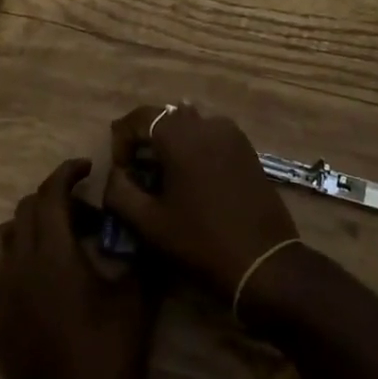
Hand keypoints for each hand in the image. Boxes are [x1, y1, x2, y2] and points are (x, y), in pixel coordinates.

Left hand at [0, 159, 158, 378]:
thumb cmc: (110, 356)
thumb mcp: (138, 297)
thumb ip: (139, 252)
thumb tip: (143, 223)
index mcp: (55, 252)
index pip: (51, 193)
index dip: (67, 173)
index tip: (87, 170)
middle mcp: (18, 266)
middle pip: (24, 211)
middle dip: (53, 203)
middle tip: (84, 219)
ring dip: (17, 232)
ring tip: (44, 243)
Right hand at [103, 105, 298, 301]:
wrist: (262, 261)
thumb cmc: (200, 241)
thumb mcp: (149, 223)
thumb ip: (120, 191)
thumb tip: (115, 174)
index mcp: (180, 135)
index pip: (140, 117)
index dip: (121, 139)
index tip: (120, 171)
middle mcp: (207, 123)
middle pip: (166, 117)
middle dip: (146, 139)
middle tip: (137, 173)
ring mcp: (231, 133)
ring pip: (190, 125)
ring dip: (171, 143)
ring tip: (164, 177)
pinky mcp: (247, 148)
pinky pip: (211, 135)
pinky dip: (194, 147)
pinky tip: (192, 179)